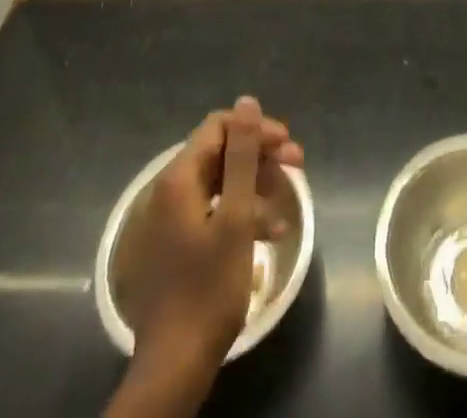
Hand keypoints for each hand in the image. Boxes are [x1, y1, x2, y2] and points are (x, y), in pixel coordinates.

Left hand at [126, 96, 304, 375]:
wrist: (174, 365)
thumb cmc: (209, 286)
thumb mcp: (236, 216)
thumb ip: (242, 155)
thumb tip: (247, 101)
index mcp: (178, 178)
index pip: (219, 127)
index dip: (256, 130)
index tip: (288, 146)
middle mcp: (169, 190)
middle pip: (221, 153)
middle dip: (260, 156)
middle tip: (297, 167)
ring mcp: (170, 219)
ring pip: (221, 183)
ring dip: (256, 186)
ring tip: (288, 203)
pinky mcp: (177, 244)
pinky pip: (214, 210)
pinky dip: (242, 213)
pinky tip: (270, 232)